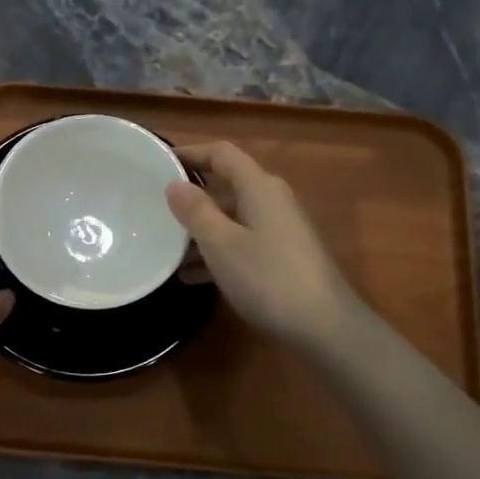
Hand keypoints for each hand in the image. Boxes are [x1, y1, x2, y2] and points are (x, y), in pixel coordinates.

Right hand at [167, 142, 359, 350]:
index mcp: (259, 187)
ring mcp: (279, 229)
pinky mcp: (282, 256)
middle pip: (226, 186)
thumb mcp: (221, 244)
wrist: (324, 325)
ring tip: (165, 247)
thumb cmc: (268, 277)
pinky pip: (241, 242)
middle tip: (155, 209)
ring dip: (200, 230)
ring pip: (231, 218)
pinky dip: (216, 252)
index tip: (158, 163)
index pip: (222, 154)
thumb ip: (195, 211)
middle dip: (191, 197)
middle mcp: (272, 200)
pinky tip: (190, 276)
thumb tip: (175, 185)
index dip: (190, 153)